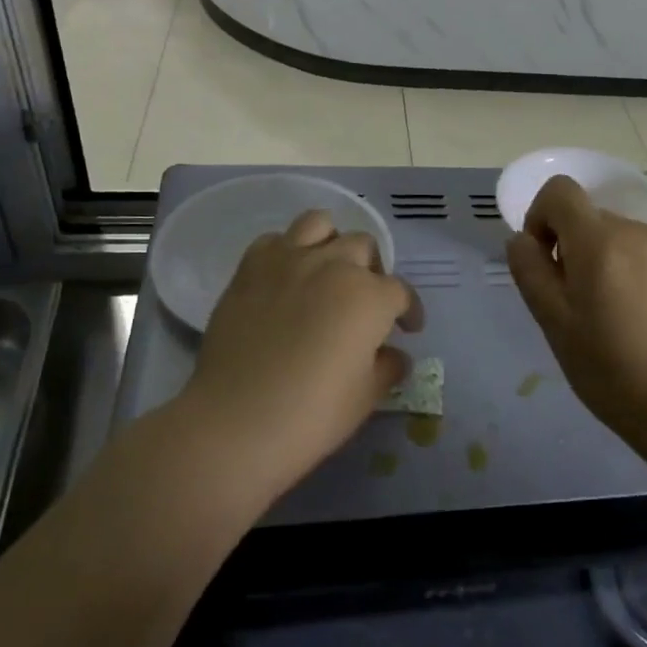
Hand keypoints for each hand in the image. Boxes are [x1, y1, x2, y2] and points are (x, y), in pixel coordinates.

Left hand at [187, 209, 422, 496]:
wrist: (236, 422)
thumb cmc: (313, 414)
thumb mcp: (367, 396)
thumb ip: (388, 367)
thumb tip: (395, 355)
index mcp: (370, 296)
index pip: (401, 292)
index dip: (409, 311)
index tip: (408, 329)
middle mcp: (333, 265)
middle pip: (363, 247)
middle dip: (372, 271)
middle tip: (365, 301)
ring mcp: (288, 261)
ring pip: (320, 224)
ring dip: (331, 243)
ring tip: (327, 271)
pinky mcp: (250, 268)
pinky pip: (274, 240)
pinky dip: (286, 251)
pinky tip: (286, 278)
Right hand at [506, 175, 646, 441]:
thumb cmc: (611, 371)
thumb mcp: (554, 325)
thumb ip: (530, 271)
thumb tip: (521, 238)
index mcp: (599, 242)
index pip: (560, 191)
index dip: (542, 217)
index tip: (546, 260)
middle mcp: (638, 231)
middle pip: (592, 218)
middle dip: (576, 248)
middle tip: (581, 303)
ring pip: (624, 237)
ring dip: (610, 260)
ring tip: (619, 314)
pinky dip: (641, 271)